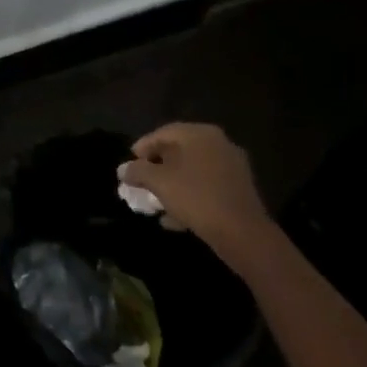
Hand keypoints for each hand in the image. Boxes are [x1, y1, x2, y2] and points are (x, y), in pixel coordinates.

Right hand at [118, 123, 272, 266]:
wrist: (243, 233)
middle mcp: (218, 143)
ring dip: (172, 184)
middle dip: (157, 167)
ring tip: (155, 202)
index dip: (143, 147)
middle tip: (142, 181)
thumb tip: (123, 169)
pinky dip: (189, 196)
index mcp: (199, 134)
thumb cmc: (196, 197)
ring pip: (193, 171)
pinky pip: (206, 186)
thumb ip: (138, 171)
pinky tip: (174, 217)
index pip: (163, 133)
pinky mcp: (239, 189)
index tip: (130, 163)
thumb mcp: (159, 183)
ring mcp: (232, 166)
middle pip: (179, 151)